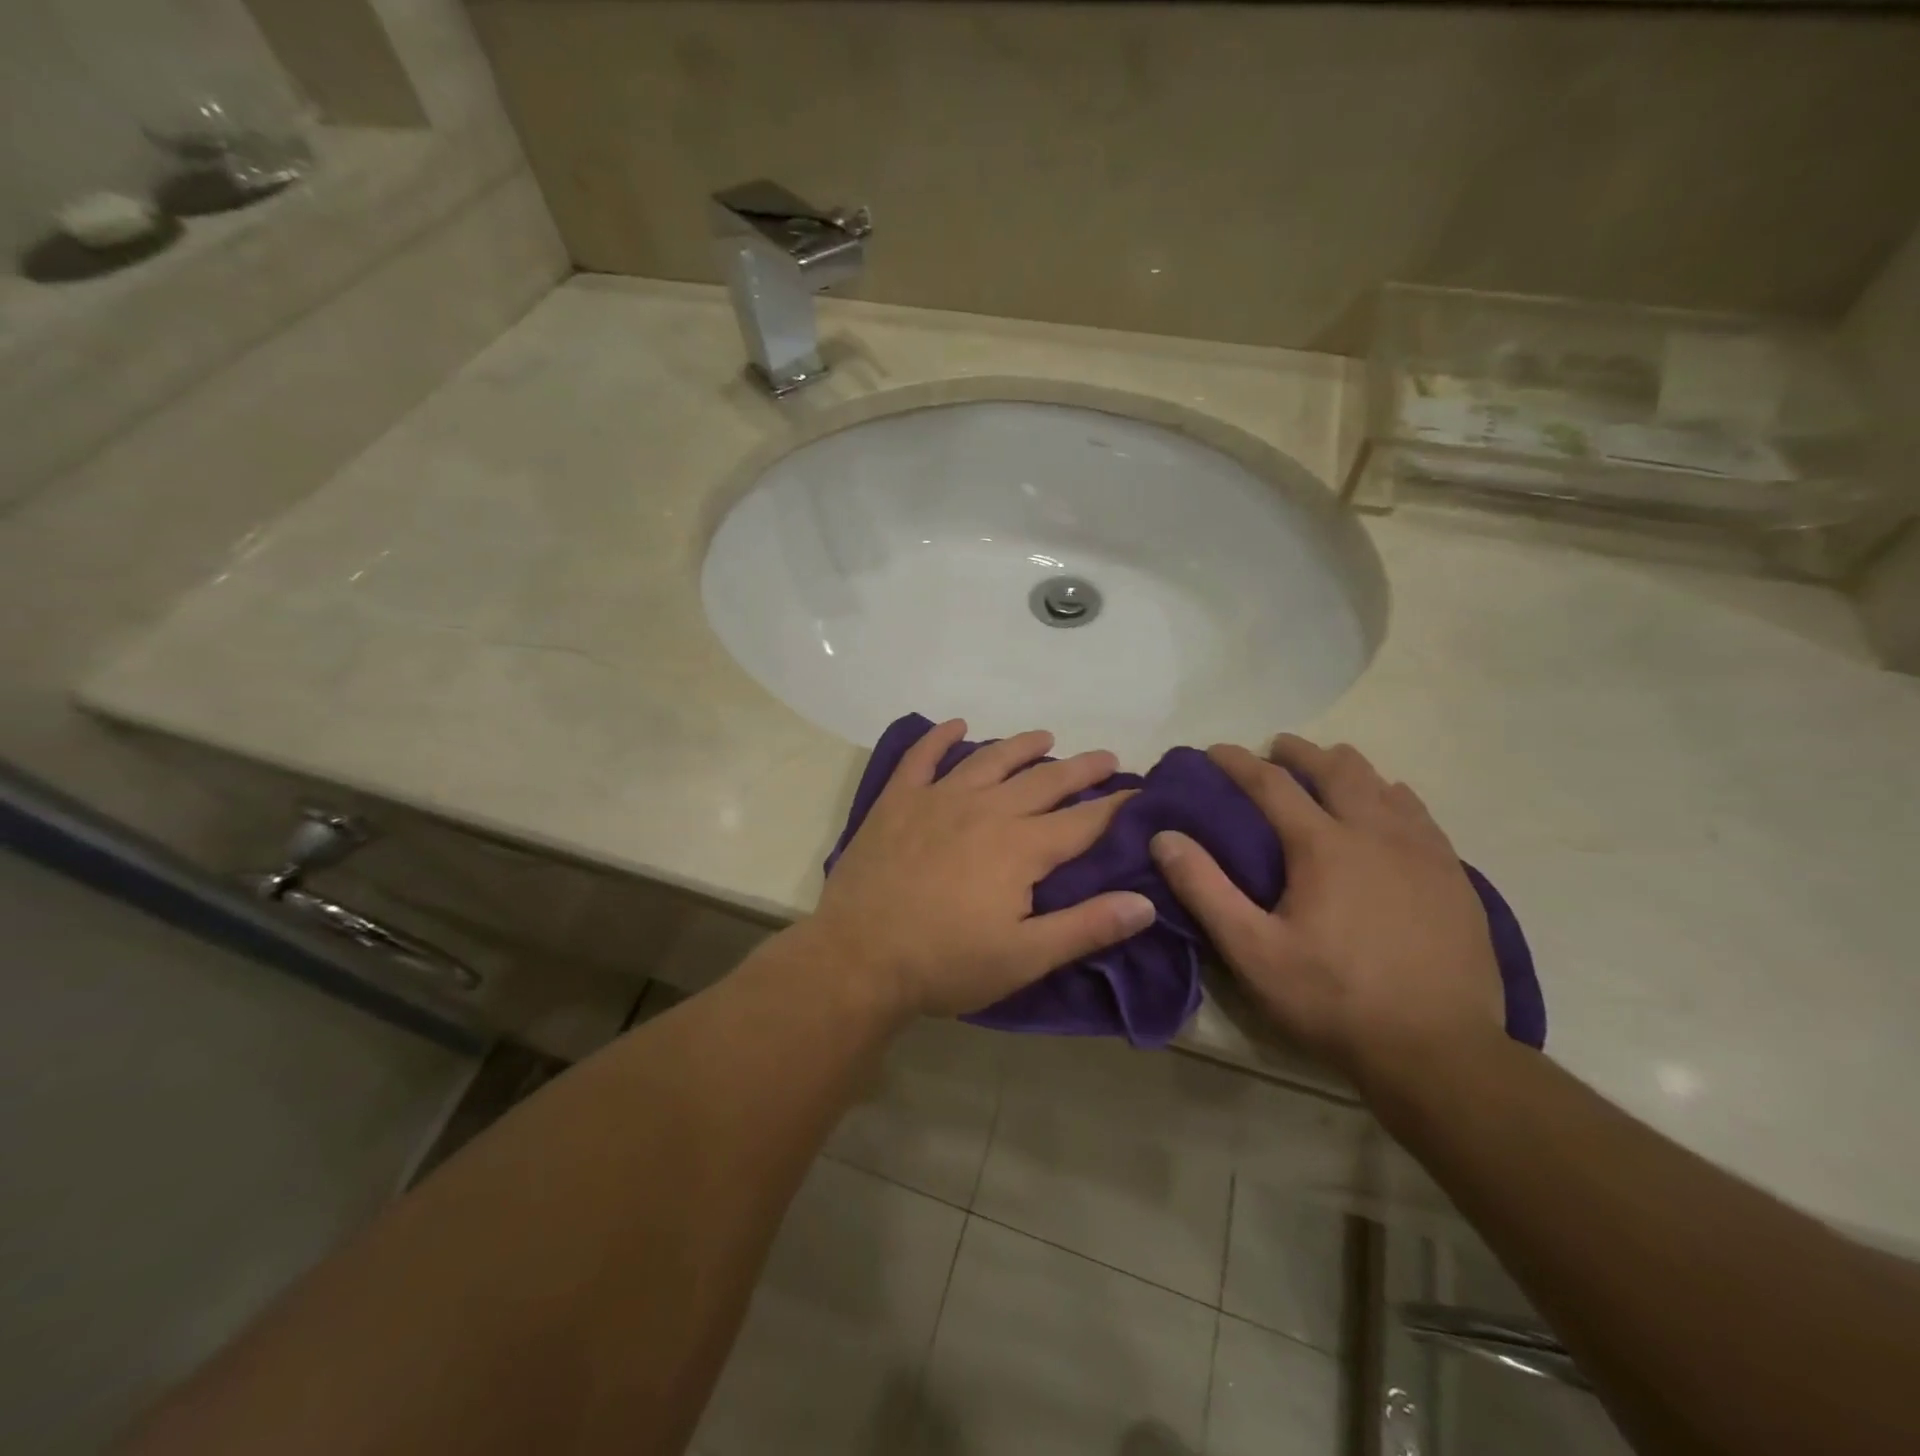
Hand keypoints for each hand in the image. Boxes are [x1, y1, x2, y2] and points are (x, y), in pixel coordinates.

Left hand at [810, 719, 1155, 1019]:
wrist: (859, 958)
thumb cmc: (946, 963)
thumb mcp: (1025, 957)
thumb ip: (1087, 927)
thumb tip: (1146, 902)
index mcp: (1020, 847)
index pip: (1082, 821)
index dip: (1115, 807)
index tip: (1139, 794)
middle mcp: (985, 809)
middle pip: (1044, 781)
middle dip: (1080, 769)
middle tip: (1105, 758)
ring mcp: (938, 799)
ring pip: (989, 760)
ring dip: (1021, 746)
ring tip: (1044, 737)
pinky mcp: (898, 801)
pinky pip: (921, 757)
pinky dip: (938, 737)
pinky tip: (955, 725)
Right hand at [1150, 736, 1502, 1087]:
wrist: (1439, 1052)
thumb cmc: (1333, 999)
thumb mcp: (1252, 951)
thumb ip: (1205, 889)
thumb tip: (1165, 836)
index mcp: (1323, 846)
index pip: (1272, 783)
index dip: (1238, 761)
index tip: (1214, 750)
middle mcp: (1375, 833)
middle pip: (1336, 769)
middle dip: (1301, 752)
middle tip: (1278, 748)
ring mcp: (1423, 852)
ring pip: (1383, 784)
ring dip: (1349, 768)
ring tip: (1330, 768)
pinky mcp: (1454, 877)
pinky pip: (1420, 814)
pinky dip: (1394, 796)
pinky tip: (1390, 806)